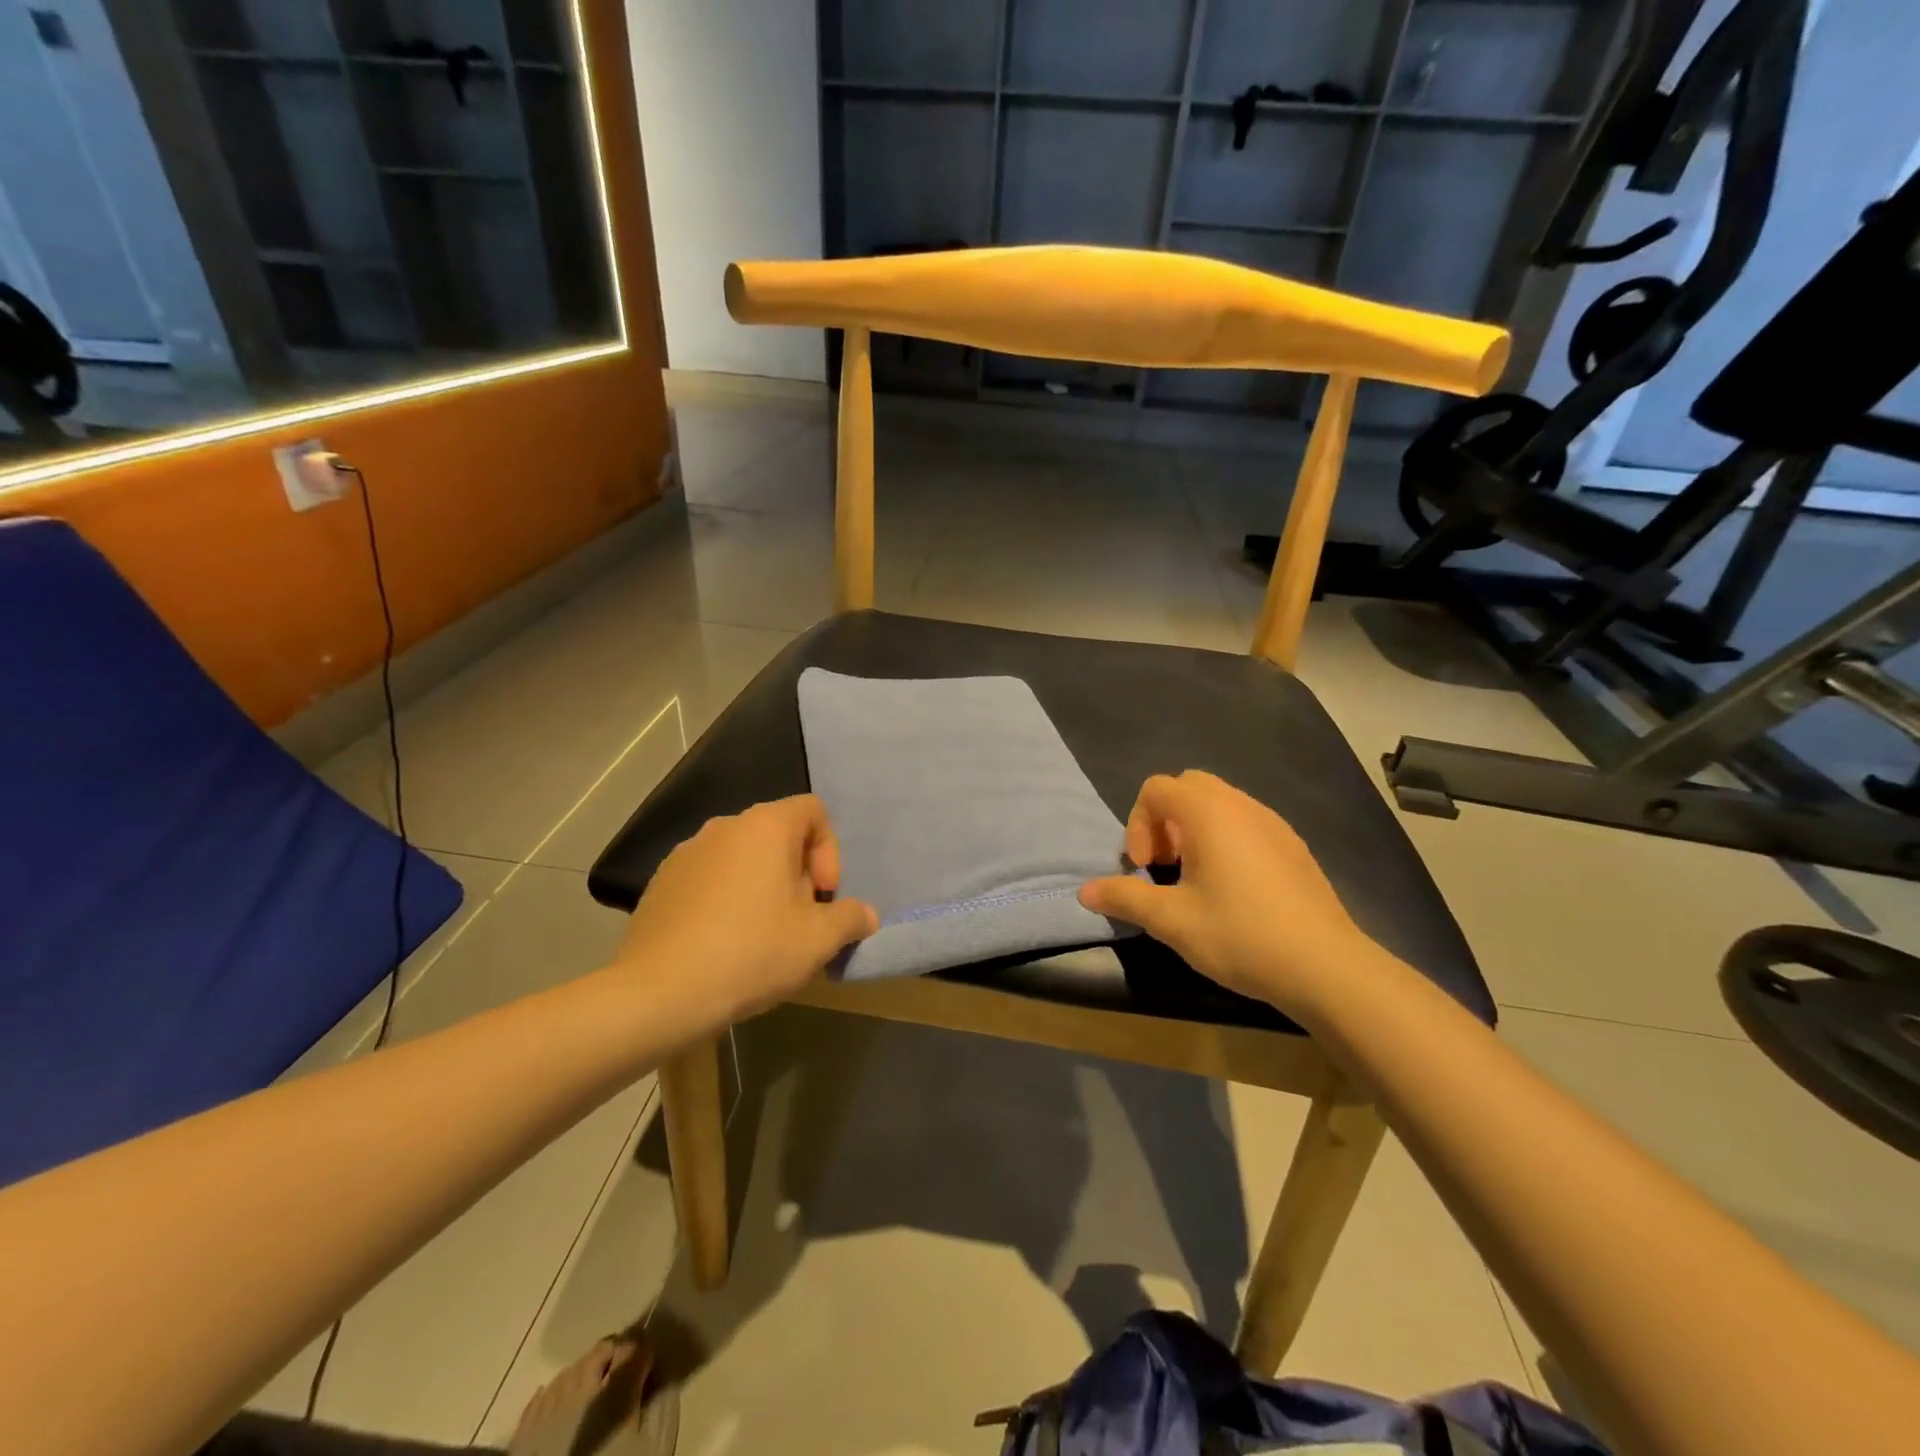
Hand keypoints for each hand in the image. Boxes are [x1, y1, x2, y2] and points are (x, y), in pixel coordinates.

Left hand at [618, 795, 877, 1029]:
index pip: (813, 810)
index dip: (830, 850)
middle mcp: (724, 827)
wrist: (659, 993)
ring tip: (762, 936)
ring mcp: (686, 853)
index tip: (823, 895)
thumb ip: (851, 918)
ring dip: (762, 887)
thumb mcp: (818, 940)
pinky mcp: (660, 883)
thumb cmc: (751, 952)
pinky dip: (726, 900)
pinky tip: (723, 944)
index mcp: (765, 826)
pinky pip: (709, 879)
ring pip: (742, 859)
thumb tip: (865, 914)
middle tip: (799, 921)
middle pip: (778, 836)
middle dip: (798, 874)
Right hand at [1079, 771, 1371, 1018]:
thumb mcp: (1172, 921)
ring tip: (1194, 881)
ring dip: (1193, 831)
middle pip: (1187, 787)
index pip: (1156, 788)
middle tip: (1164, 867)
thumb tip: (1084, 891)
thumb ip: (1124, 898)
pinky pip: (1245, 823)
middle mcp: (1241, 805)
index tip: (1143, 868)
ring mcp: (1273, 823)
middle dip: (1164, 821)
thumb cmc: (1241, 935)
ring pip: (1219, 804)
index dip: (1138, 824)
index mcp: (1209, 813)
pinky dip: (1224, 841)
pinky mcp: (1293, 846)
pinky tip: (1231, 891)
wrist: (1325, 967)